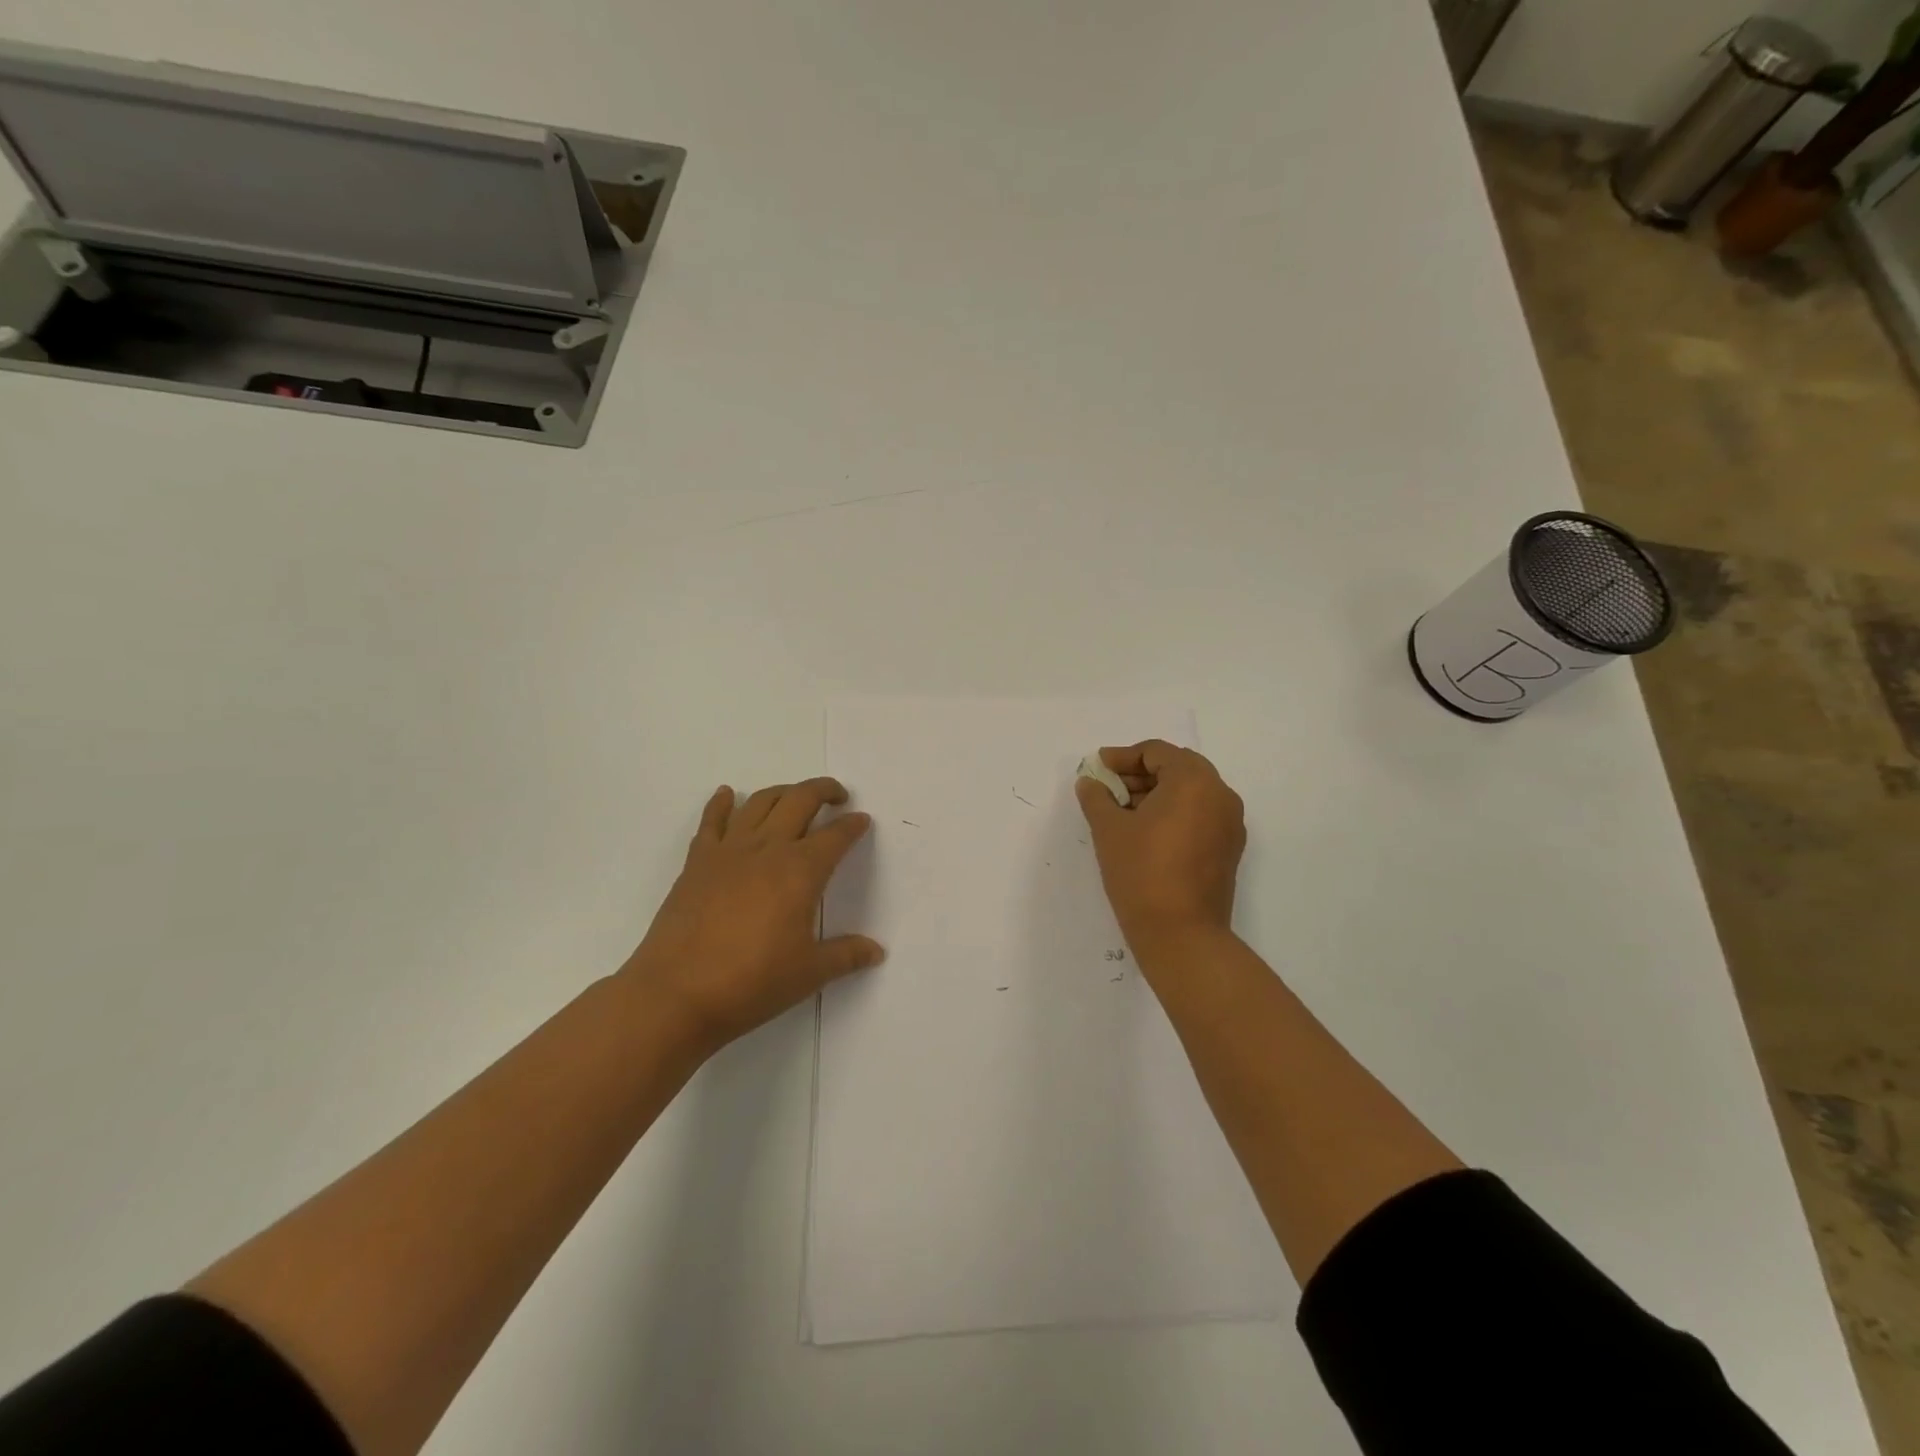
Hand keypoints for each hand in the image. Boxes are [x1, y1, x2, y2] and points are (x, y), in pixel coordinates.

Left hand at [621, 778, 883, 1052]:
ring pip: (760, 802)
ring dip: (783, 791)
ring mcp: (729, 851)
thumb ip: (846, 956)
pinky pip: (712, 820)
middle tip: (838, 795)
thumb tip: (876, 951)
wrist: (676, 994)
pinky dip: (722, 802)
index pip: (835, 836)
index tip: (862, 820)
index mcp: (800, 871)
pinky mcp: (697, 862)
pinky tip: (728, 795)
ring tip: (794, 797)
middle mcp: (767, 849)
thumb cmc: (751, 983)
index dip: (852, 825)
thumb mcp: (808, 973)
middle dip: (823, 791)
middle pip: (800, 801)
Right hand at [1075, 741, 1245, 955]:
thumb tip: (1090, 783)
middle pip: (1177, 768)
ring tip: (1122, 812)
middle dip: (1139, 775)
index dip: (1122, 757)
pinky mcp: (1229, 849)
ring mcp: (1230, 824)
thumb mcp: (1108, 829)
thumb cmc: (1142, 872)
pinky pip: (1200, 815)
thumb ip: (1097, 797)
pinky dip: (1173, 814)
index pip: (1156, 752)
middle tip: (1108, 789)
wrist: (1181, 935)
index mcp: (1194, 781)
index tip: (1097, 769)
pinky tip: (1145, 833)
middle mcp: (1220, 795)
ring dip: (1156, 794)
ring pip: (1190, 793)